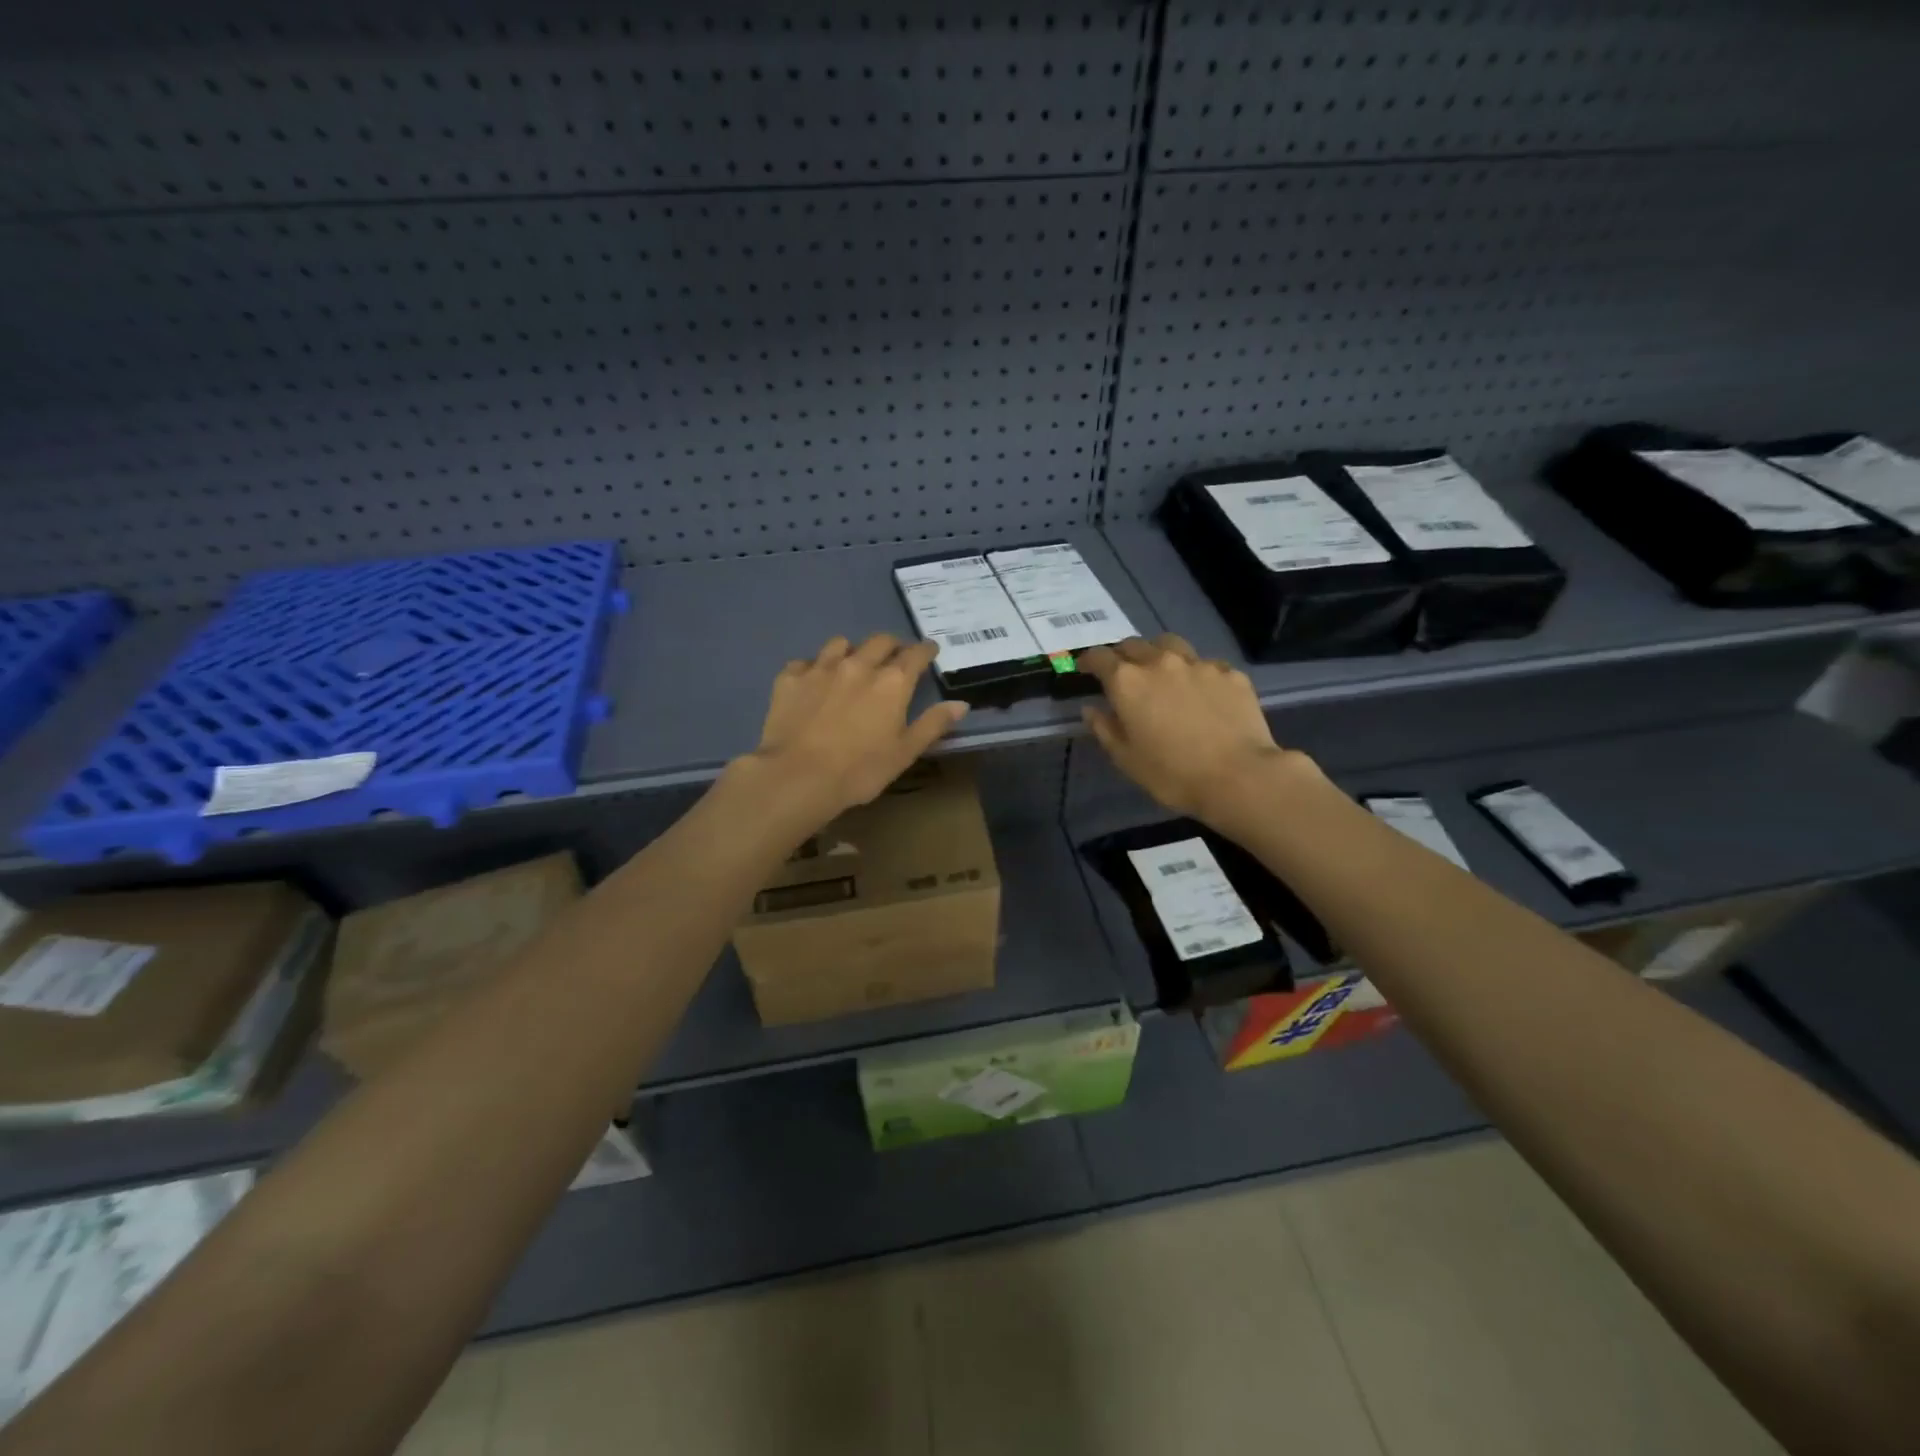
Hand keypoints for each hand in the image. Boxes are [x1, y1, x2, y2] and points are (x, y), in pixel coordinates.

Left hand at [749, 634, 967, 819]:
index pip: (916, 654)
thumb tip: (960, 704)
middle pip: (880, 641)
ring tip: (852, 665)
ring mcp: (821, 668)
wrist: (798, 776)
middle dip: (892, 645)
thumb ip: (933, 724)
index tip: (930, 650)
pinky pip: (805, 662)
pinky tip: (813, 683)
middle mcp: (859, 665)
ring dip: (852, 650)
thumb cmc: (860, 770)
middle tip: (894, 657)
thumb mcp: (905, 752)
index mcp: (892, 682)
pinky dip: (814, 668)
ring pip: (841, 644)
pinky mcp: (790, 678)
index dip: (926, 650)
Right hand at [1077, 635, 1317, 826]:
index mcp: (1128, 682)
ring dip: (1158, 653)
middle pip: (1134, 645)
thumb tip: (1091, 709)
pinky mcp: (1230, 673)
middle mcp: (1160, 662)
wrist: (1239, 777)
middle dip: (1123, 655)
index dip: (1088, 660)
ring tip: (1161, 671)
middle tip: (1122, 672)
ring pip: (1170, 645)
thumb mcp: (1126, 758)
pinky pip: (1205, 664)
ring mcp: (1199, 664)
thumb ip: (1104, 728)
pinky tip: (1201, 691)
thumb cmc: (1172, 774)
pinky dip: (1195, 673)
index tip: (1085, 669)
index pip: (1100, 657)